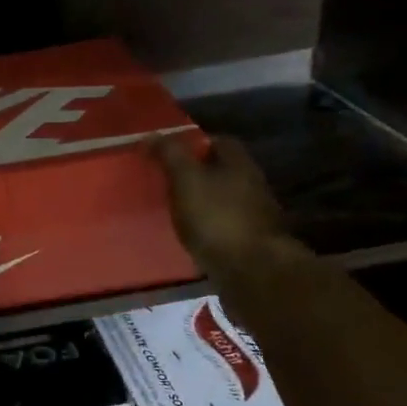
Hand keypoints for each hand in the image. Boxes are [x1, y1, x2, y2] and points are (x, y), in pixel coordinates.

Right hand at [150, 133, 296, 273]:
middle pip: (223, 170)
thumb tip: (150, 134)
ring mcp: (255, 215)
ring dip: (204, 201)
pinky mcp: (251, 242)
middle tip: (168, 181)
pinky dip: (209, 226)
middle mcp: (253, 184)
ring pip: (224, 199)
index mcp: (239, 163)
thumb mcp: (186, 180)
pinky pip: (225, 225)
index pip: (218, 141)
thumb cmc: (216, 218)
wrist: (252, 271)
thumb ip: (170, 155)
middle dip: (198, 173)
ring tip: (176, 209)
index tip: (169, 152)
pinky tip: (193, 235)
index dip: (194, 143)